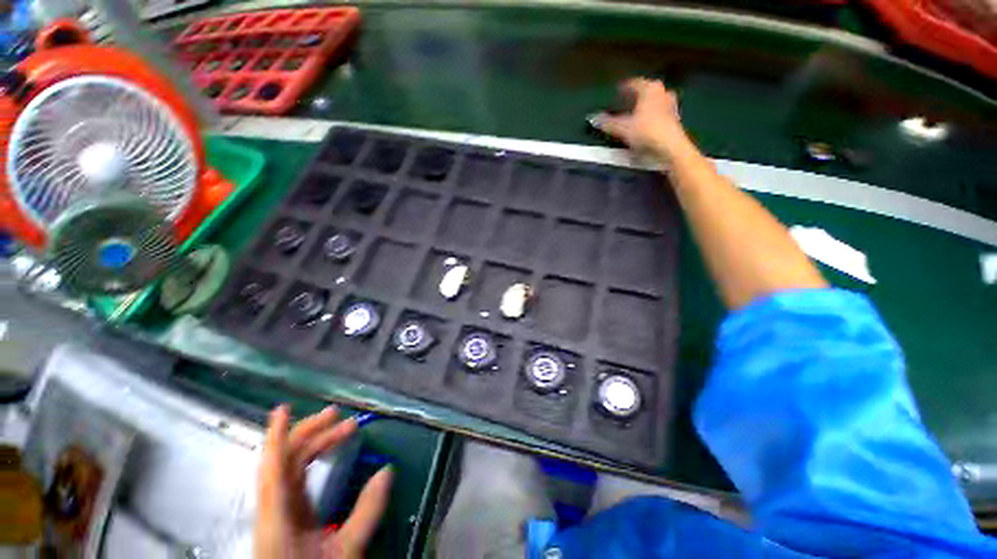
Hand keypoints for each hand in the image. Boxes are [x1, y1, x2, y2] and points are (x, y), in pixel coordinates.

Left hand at [255, 405, 393, 558]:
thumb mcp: (346, 550)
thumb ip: (367, 511)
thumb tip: (388, 470)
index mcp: (279, 514)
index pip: (274, 466)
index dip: (277, 435)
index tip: (284, 408)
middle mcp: (274, 507)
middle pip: (285, 459)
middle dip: (312, 432)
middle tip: (340, 416)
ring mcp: (279, 511)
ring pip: (290, 467)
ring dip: (314, 444)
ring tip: (341, 429)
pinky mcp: (287, 516)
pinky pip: (293, 477)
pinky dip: (309, 459)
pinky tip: (324, 455)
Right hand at [590, 78, 689, 159]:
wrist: (670, 147)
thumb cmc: (645, 131)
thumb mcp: (622, 128)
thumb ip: (607, 123)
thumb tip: (593, 118)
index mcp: (650, 88)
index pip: (633, 84)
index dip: (623, 88)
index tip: (615, 91)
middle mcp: (662, 92)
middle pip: (645, 92)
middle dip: (634, 98)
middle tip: (623, 104)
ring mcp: (671, 105)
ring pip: (652, 103)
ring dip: (642, 108)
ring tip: (632, 116)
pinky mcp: (674, 119)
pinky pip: (658, 114)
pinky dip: (649, 117)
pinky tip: (642, 126)